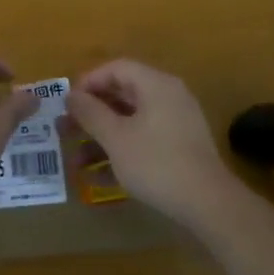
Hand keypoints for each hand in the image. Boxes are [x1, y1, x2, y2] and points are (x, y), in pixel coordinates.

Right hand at [65, 59, 241, 226]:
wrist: (209, 205)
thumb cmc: (157, 163)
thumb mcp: (116, 138)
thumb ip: (90, 113)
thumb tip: (71, 94)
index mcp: (156, 85)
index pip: (117, 68)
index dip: (88, 81)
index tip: (67, 103)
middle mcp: (168, 97)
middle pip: (122, 95)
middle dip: (90, 114)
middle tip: (64, 130)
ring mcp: (176, 124)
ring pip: (130, 122)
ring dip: (102, 138)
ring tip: (76, 162)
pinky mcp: (180, 149)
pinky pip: (143, 140)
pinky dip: (121, 152)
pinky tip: (98, 178)